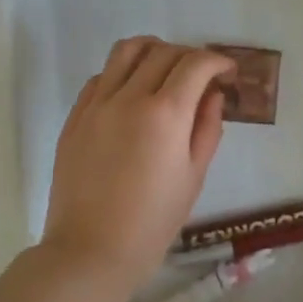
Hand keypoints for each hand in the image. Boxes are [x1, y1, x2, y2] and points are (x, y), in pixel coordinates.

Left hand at [41, 37, 235, 289]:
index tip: (228, 73)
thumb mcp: (194, 176)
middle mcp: (128, 97)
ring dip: (153, 51)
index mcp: (165, 113)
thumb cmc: (153, 222)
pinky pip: (100, 76)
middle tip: (202, 77)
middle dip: (190, 56)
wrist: (90, 251)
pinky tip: (131, 95)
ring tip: (164, 70)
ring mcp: (97, 104)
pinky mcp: (75, 116)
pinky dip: (121, 73)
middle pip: (164, 52)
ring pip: (126, 50)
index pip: (196, 64)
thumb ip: (207, 128)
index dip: (218, 61)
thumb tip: (212, 95)